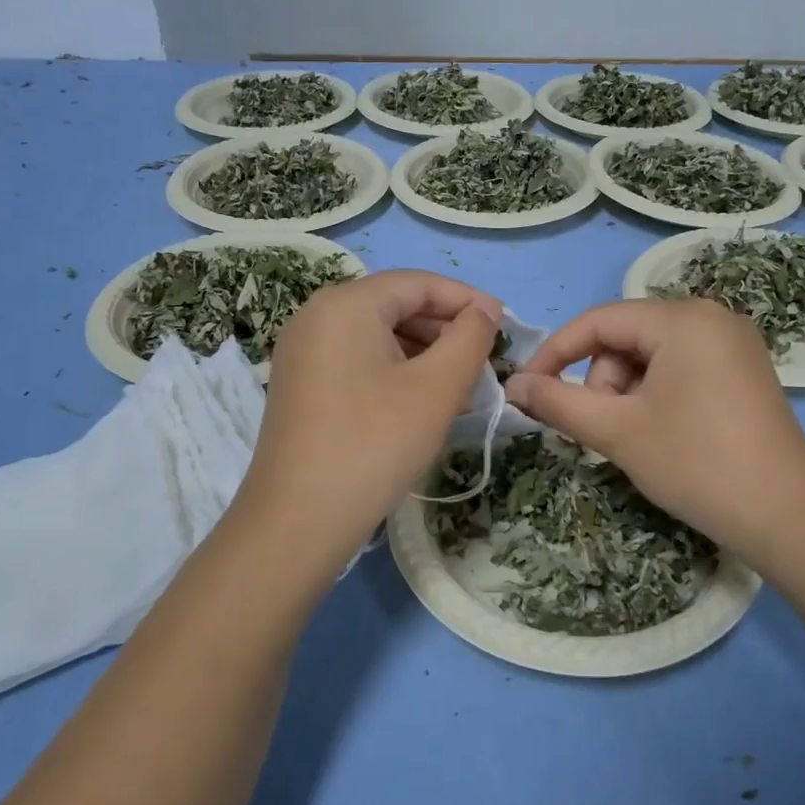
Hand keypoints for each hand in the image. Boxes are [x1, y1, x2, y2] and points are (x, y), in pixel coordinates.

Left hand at [233, 270, 501, 578]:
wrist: (299, 521)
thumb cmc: (375, 444)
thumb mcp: (437, 388)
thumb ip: (470, 338)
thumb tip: (482, 313)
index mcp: (345, 304)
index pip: (417, 283)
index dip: (466, 299)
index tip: (505, 324)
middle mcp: (316, 316)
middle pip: (394, 305)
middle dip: (444, 328)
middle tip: (485, 360)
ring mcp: (302, 351)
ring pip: (377, 334)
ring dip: (423, 351)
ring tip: (460, 383)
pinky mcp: (300, 384)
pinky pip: (357, 359)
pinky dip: (395, 369)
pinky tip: (421, 399)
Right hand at [505, 298, 804, 561]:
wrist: (788, 518)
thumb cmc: (696, 464)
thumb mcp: (617, 431)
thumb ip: (557, 402)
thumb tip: (513, 385)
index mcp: (682, 318)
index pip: (598, 321)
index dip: (555, 353)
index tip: (526, 390)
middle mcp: (711, 316)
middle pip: (626, 338)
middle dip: (602, 382)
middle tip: (605, 431)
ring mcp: (733, 343)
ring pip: (651, 356)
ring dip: (627, 393)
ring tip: (638, 438)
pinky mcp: (744, 370)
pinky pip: (680, 368)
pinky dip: (656, 395)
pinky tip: (664, 433)